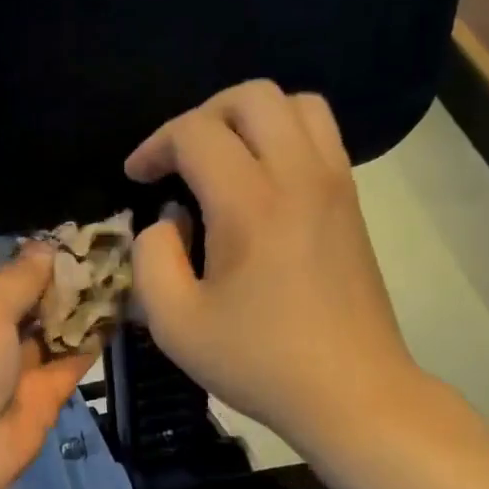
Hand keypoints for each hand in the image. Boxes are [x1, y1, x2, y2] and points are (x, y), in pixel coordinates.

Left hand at [0, 246, 100, 488]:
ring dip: (78, 308)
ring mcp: (10, 370)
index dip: (23, 261)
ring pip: (49, 332)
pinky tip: (119, 311)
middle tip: (103, 253)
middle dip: (57, 283)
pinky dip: (91, 341)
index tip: (65, 244)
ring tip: (119, 274)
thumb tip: (45, 248)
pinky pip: (69, 362)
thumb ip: (20, 277)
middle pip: (23, 304)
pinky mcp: (41, 397)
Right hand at [125, 80, 429, 458]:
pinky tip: (262, 182)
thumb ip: (153, 259)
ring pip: (297, 104)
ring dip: (249, 118)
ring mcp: (334, 185)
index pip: (196, 133)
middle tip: (177, 160)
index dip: (155, 145)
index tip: (136, 178)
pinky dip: (284, 136)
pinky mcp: (352, 203)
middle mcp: (298, 176)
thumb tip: (167, 222)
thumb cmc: (258, 362)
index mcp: (250, 204)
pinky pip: (321, 136)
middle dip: (202, 116)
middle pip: (252, 96)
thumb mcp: (176, 324)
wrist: (350, 391)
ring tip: (223, 159)